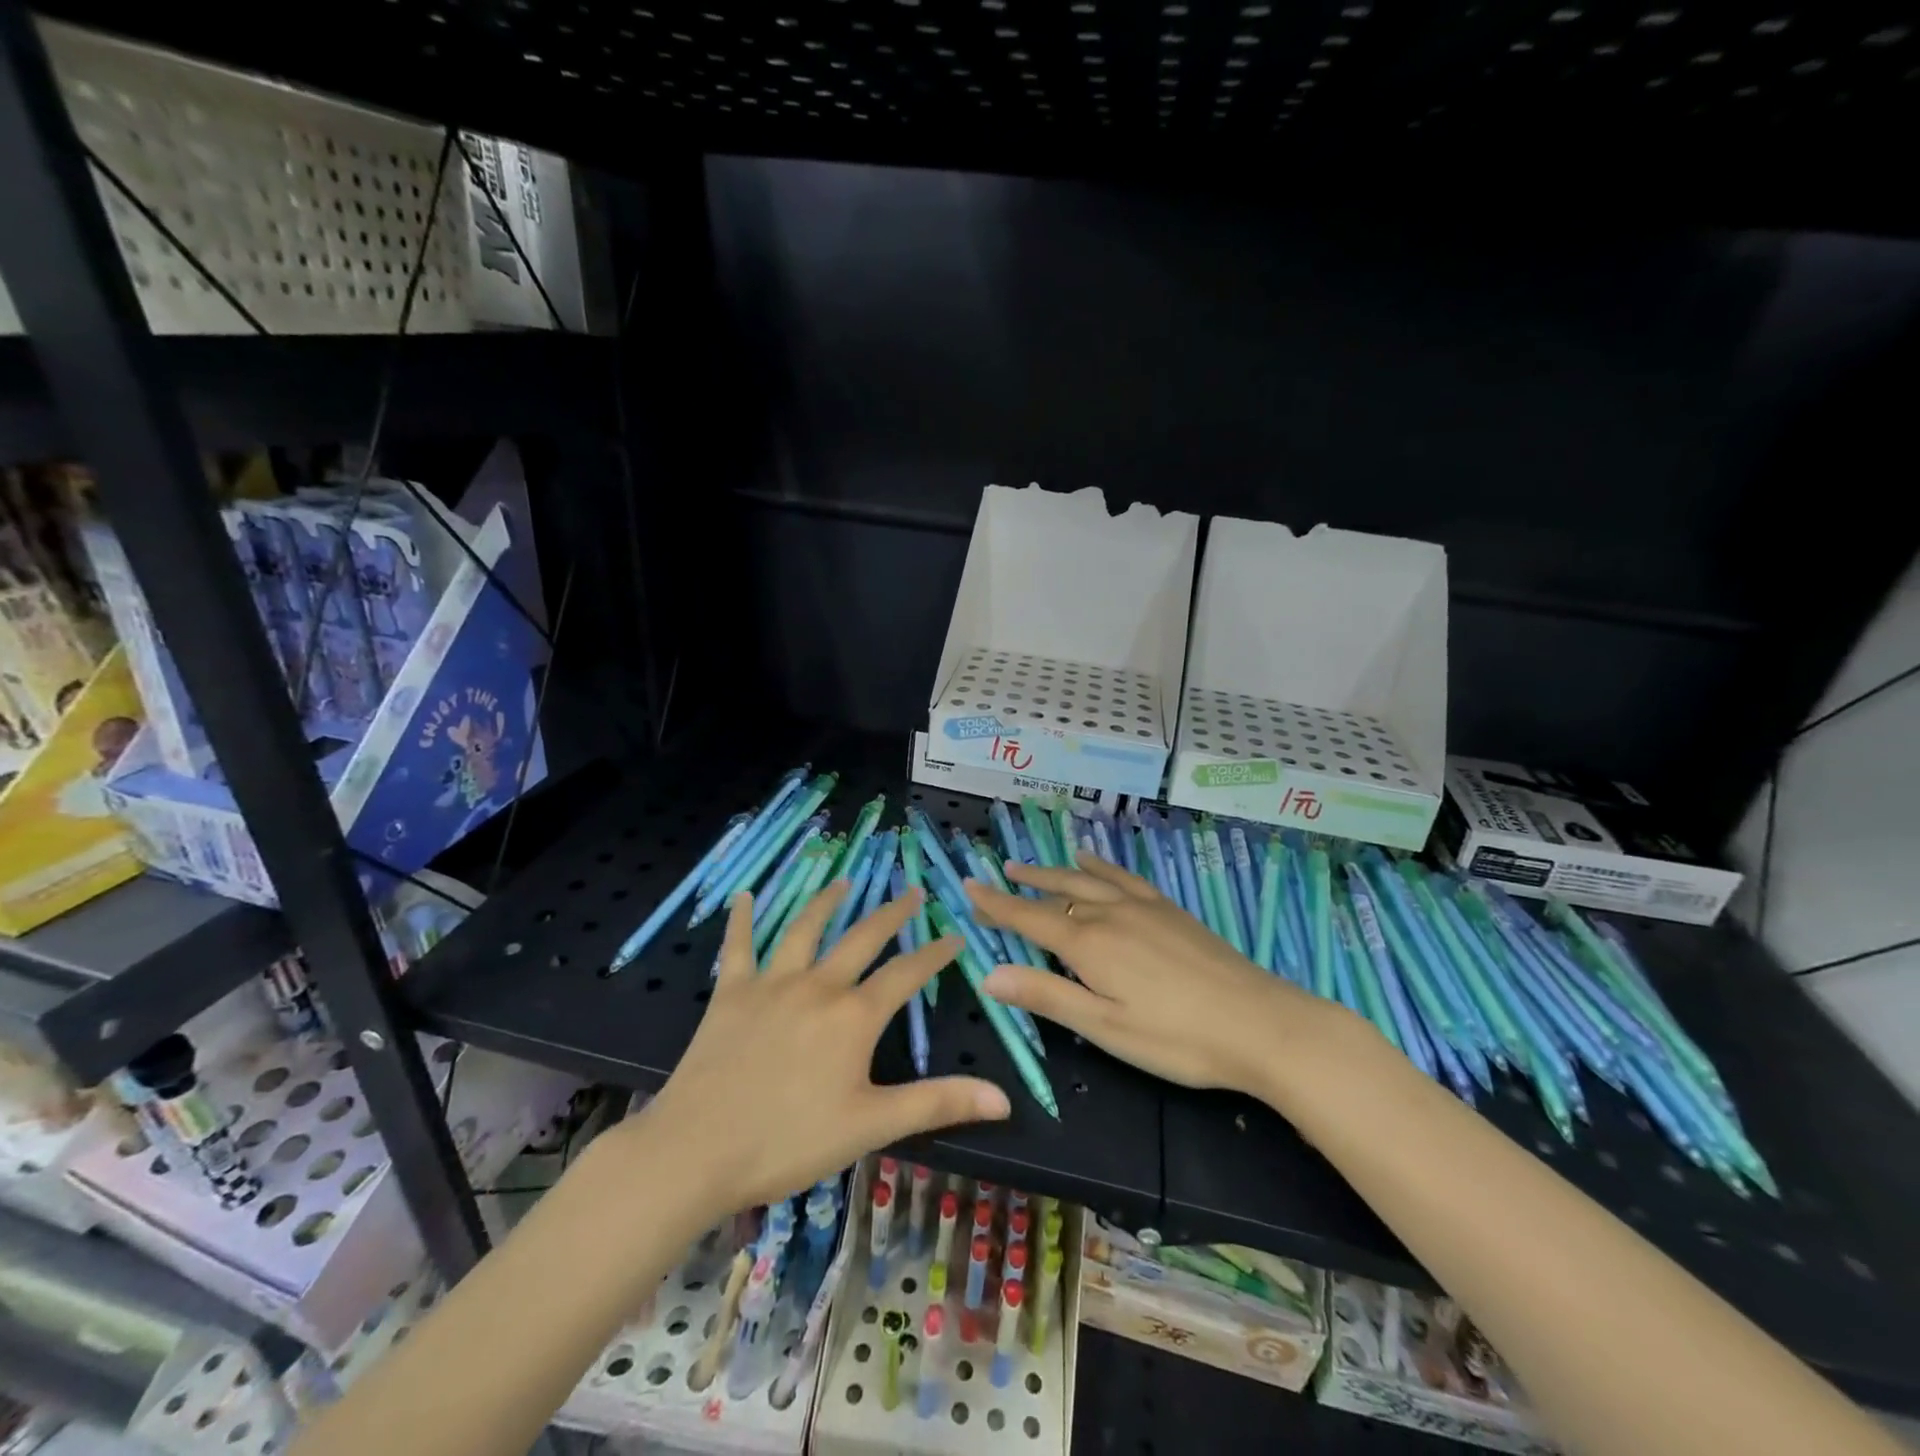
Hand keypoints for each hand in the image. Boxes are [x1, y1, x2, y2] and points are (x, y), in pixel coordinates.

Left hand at [612, 884, 1009, 1218]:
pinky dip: (743, 919)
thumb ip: (938, 1103)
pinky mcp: (731, 992)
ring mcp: (772, 983)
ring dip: (828, 901)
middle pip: (862, 937)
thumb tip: (1004, 1098)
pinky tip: (745, 895)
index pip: (907, 974)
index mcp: (854, 1016)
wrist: (696, 1150)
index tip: (955, 936)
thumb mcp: (872, 1126)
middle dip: (892, 914)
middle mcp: (818, 985)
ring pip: (805, 928)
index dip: (935, 954)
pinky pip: (739, 946)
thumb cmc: (789, 1142)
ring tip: (845, 881)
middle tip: (912, 892)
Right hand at [965, 855, 1346, 1096]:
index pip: (1029, 919)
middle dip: (1023, 885)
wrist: (1260, 1023)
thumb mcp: (1105, 1027)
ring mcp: (1143, 908)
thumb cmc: (1177, 1038)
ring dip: (1055, 870)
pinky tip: (1094, 861)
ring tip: (1031, 864)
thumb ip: (1047, 997)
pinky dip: (1101, 866)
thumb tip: (988, 974)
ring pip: (1087, 879)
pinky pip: (1124, 877)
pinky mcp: (1169, 910)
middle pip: (1056, 891)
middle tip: (997, 874)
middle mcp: (1110, 914)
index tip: (969, 887)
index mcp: (1089, 945)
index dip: (997, 905)